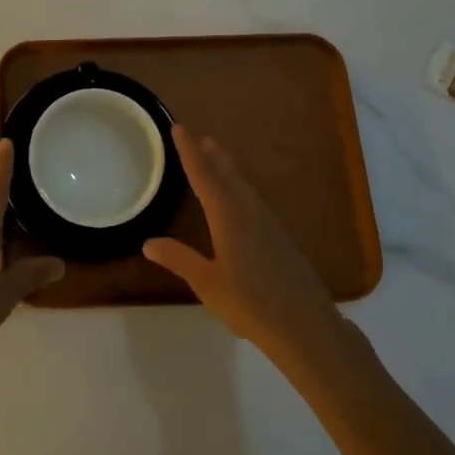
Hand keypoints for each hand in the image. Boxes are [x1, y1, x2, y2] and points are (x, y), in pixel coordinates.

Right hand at [144, 127, 339, 355]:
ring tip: (217, 157)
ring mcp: (269, 225)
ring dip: (228, 169)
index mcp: (228, 217)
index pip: (204, 176)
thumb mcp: (207, 284)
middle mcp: (249, 212)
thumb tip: (148, 242)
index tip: (179, 128)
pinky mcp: (280, 239)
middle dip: (211, 155)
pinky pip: (253, 200)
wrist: (307, 327)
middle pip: (227, 175)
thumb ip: (179, 259)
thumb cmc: (251, 304)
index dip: (190, 152)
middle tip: (199, 137)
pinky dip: (240, 187)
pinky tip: (240, 199)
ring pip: (243, 186)